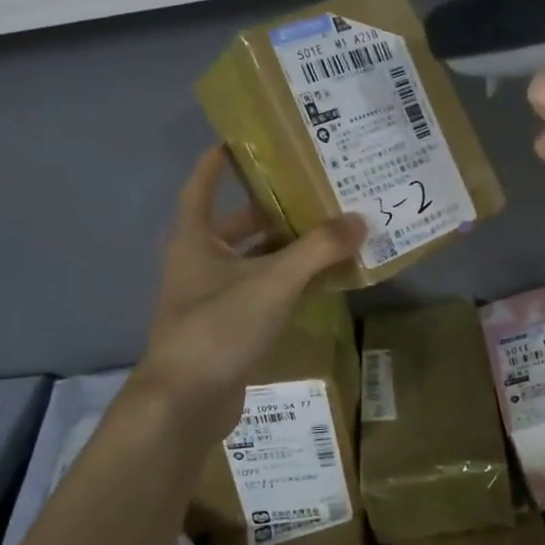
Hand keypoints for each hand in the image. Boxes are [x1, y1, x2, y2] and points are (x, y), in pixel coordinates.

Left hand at [131, 148, 363, 439]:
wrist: (185, 404)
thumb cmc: (218, 327)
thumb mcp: (273, 282)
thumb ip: (317, 250)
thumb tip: (359, 220)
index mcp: (195, 240)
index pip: (201, 188)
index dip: (217, 163)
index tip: (238, 141)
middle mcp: (198, 264)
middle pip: (235, 225)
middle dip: (269, 209)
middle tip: (309, 191)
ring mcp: (210, 299)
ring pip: (251, 262)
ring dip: (283, 249)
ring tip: (325, 232)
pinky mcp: (226, 329)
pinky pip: (260, 293)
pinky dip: (286, 284)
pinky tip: (319, 281)